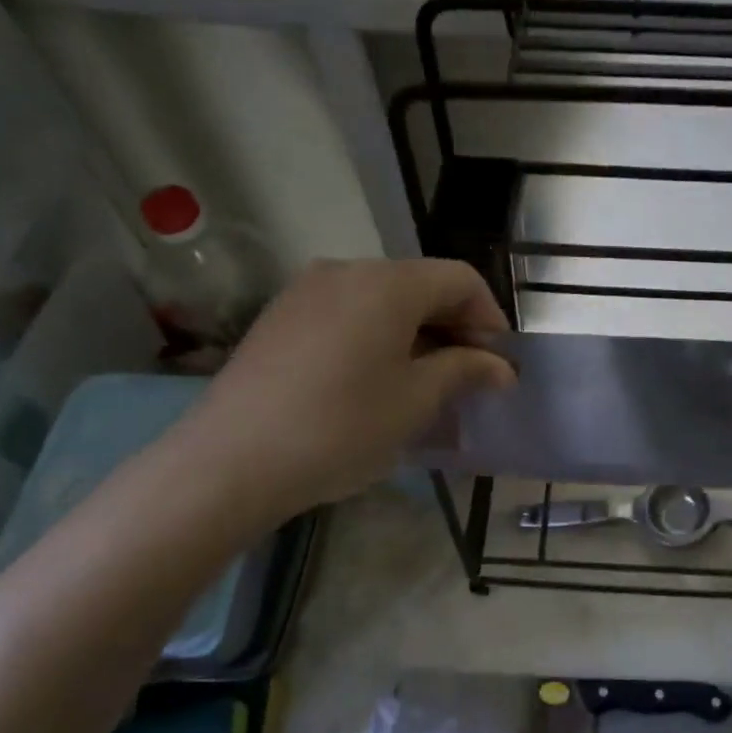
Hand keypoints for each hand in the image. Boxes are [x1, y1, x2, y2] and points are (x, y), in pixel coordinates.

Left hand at [178, 258, 513, 522]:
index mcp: (387, 282)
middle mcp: (345, 271)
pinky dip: (377, 340)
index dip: (490, 318)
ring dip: (416, 336)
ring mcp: (305, 292)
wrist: (231, 462)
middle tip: (469, 380)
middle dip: (454, 328)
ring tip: (425, 386)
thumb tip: (500, 367)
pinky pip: (347, 317)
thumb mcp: (416, 401)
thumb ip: (465, 371)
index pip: (460, 280)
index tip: (499, 365)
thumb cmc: (341, 427)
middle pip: (420, 286)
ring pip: (382, 303)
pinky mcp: (279, 319)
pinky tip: (376, 384)